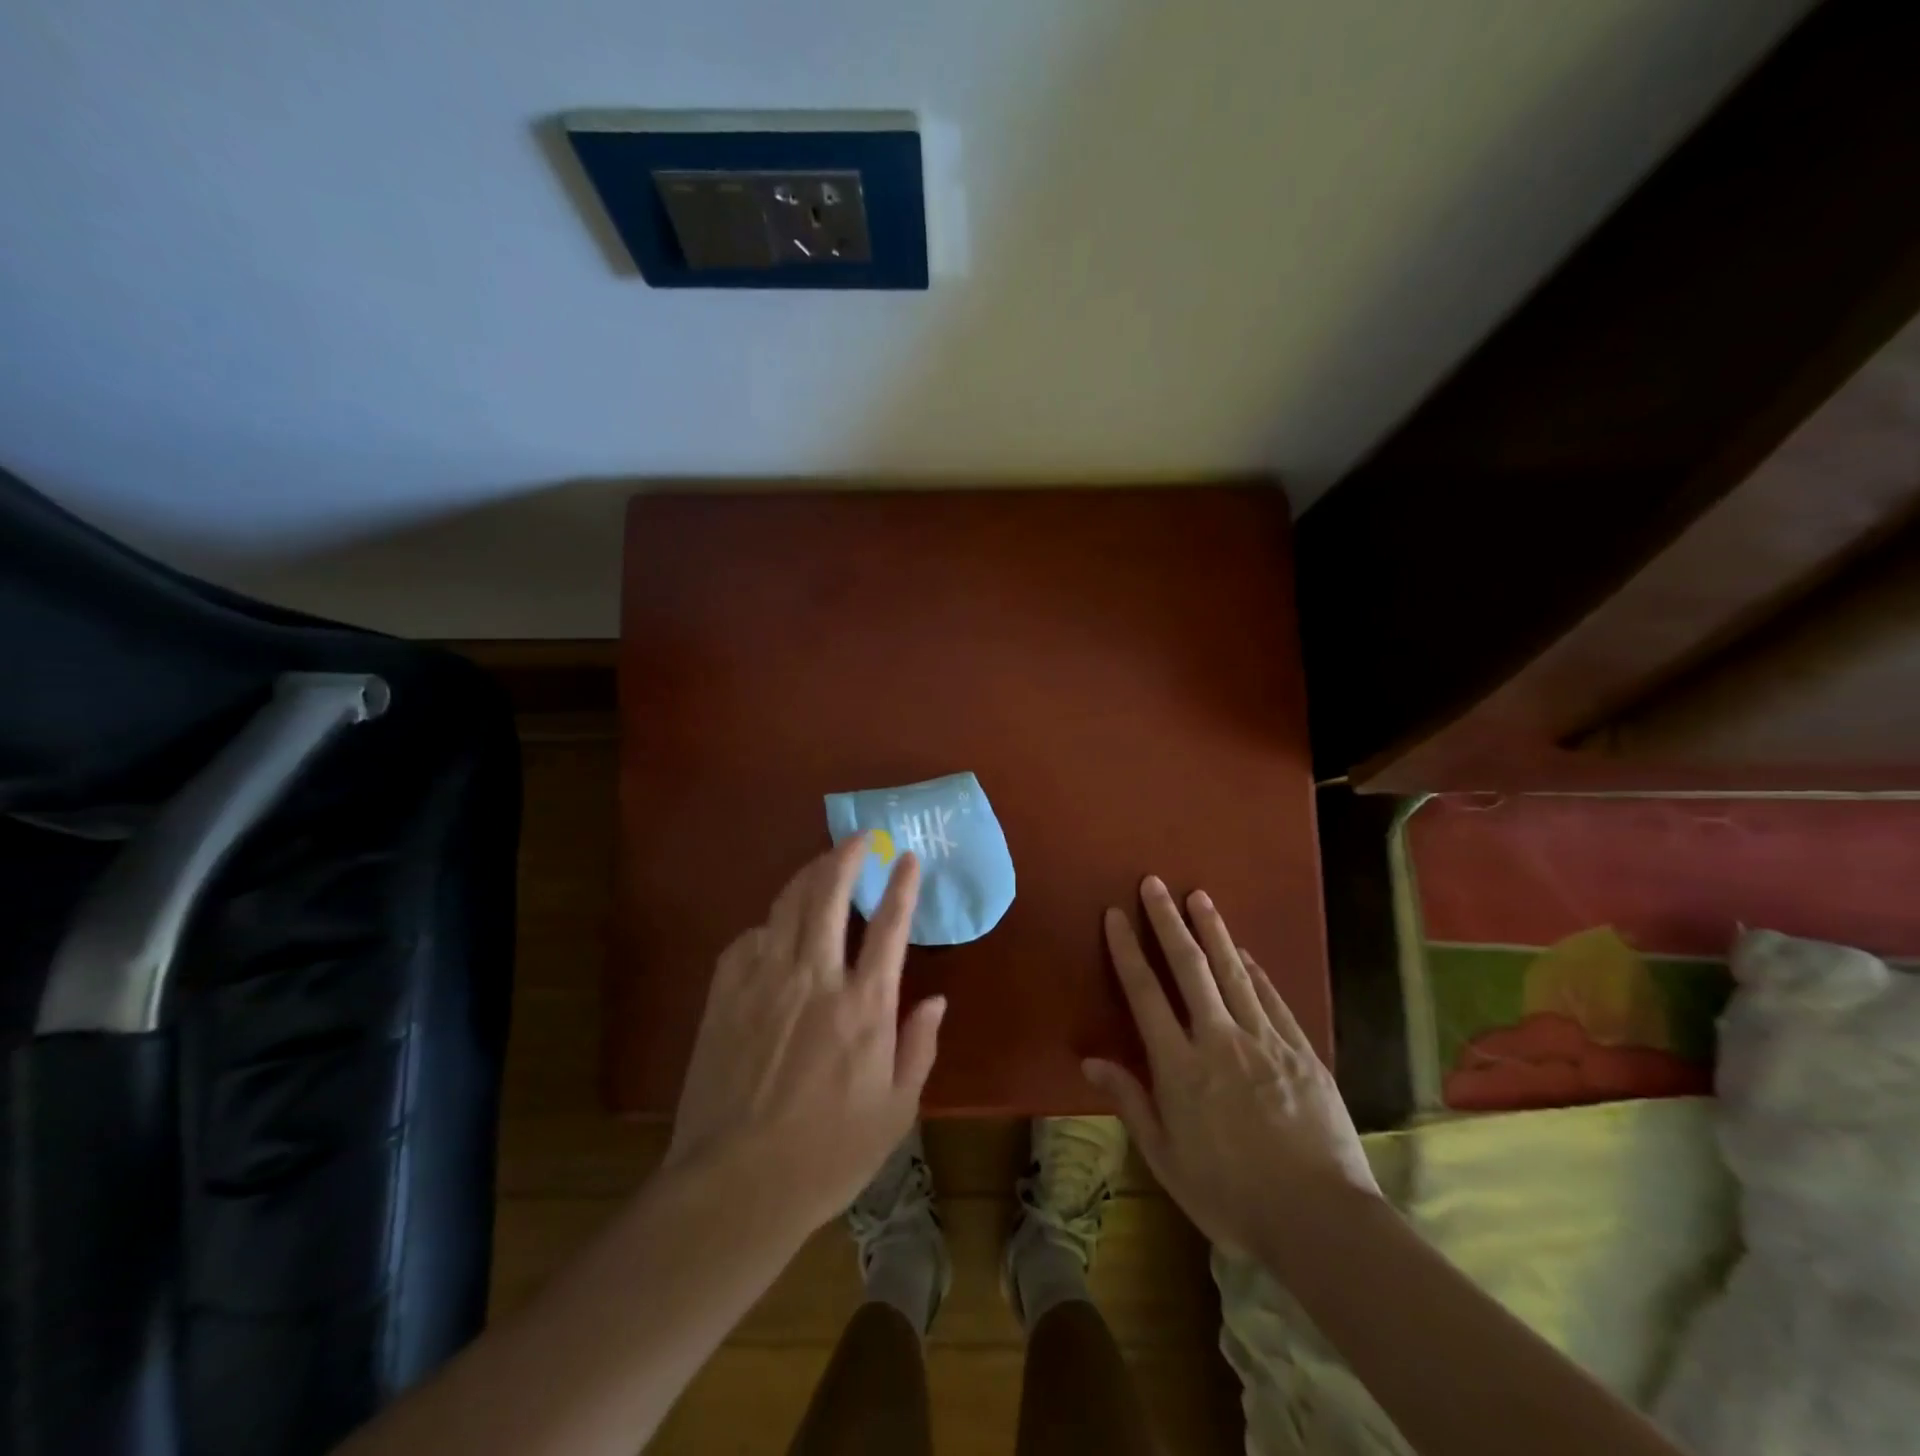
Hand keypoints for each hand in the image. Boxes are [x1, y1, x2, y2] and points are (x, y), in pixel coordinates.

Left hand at [666, 837, 944, 1232]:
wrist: (735, 1188)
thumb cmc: (827, 1156)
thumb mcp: (895, 1111)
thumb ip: (919, 1047)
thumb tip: (936, 1000)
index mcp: (863, 1007)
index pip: (889, 927)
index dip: (901, 886)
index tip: (906, 858)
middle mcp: (815, 980)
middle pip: (828, 896)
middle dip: (845, 858)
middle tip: (858, 839)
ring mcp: (764, 983)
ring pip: (786, 906)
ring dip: (807, 877)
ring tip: (821, 865)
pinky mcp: (724, 996)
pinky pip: (747, 939)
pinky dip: (767, 924)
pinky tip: (773, 928)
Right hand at [1084, 876, 1377, 1256]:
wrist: (1321, 1221)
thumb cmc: (1231, 1196)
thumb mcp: (1166, 1158)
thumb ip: (1130, 1101)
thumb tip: (1090, 1059)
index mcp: (1180, 1066)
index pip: (1145, 993)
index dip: (1128, 949)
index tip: (1116, 914)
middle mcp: (1219, 1039)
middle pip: (1189, 967)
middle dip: (1168, 920)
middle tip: (1155, 883)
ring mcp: (1265, 1040)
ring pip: (1233, 972)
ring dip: (1213, 930)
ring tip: (1199, 896)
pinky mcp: (1301, 1051)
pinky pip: (1271, 998)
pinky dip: (1254, 969)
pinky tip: (1243, 950)